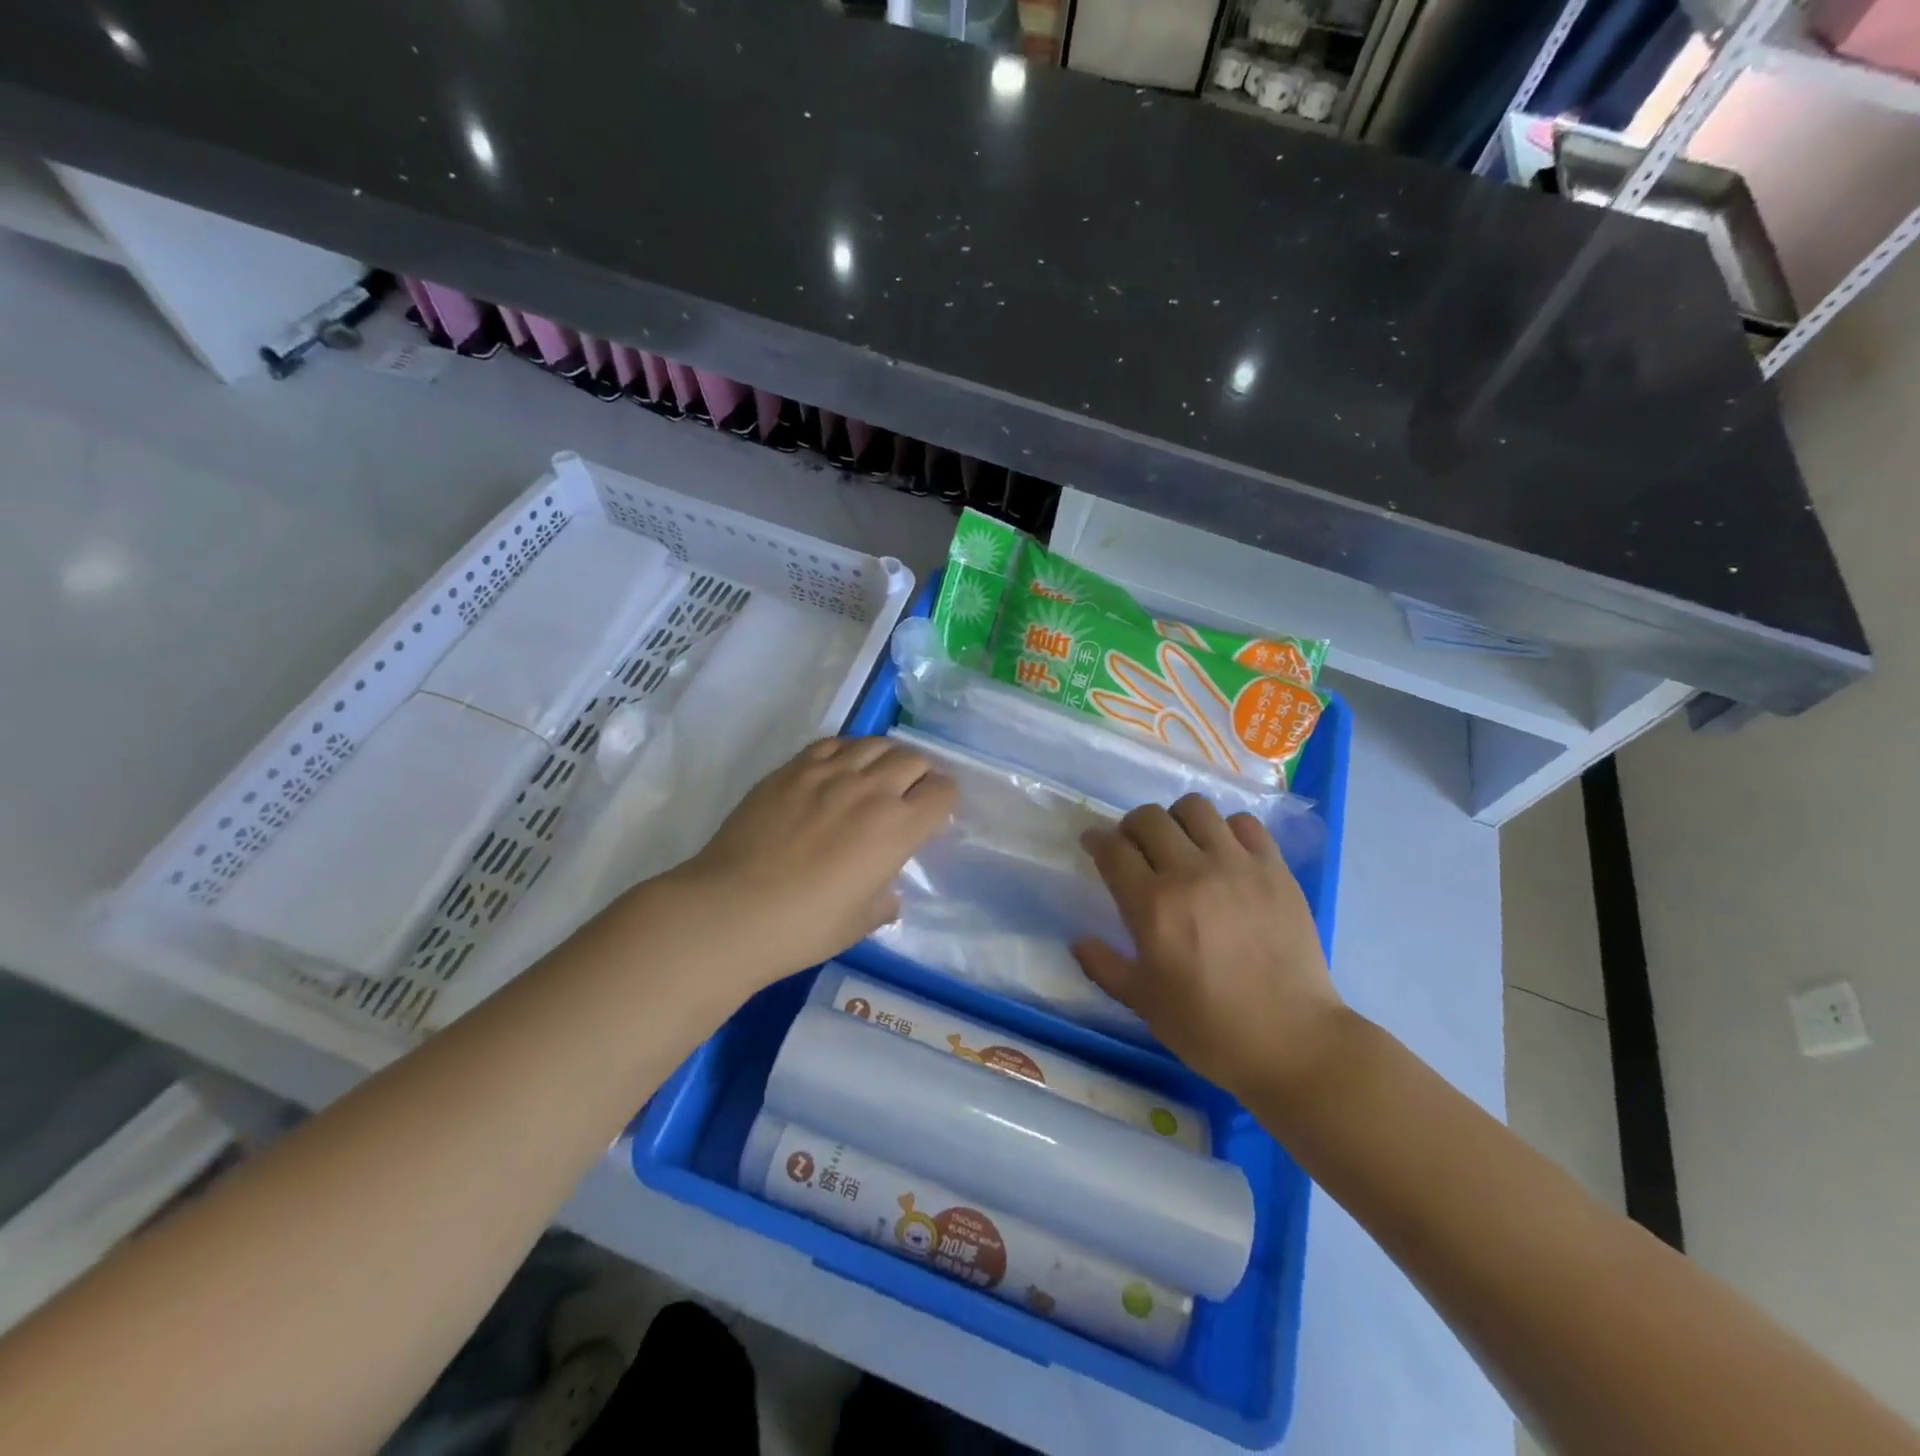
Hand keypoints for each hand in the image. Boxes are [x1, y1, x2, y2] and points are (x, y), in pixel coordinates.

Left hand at [660, 738, 956, 987]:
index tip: (933, 814)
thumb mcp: (859, 924)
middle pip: (914, 759)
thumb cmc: (803, 927)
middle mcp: (871, 789)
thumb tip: (887, 893)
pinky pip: (833, 743)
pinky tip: (837, 771)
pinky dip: (847, 751)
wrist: (731, 910)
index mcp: (897, 828)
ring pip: (875, 743)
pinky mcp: (792, 768)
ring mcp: (829, 772)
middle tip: (906, 796)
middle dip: (920, 775)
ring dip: (886, 757)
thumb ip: (883, 902)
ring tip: (874, 777)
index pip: (943, 791)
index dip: (945, 800)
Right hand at [1073, 794, 1345, 1099]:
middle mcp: (1191, 872)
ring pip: (1195, 808)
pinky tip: (1225, 854)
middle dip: (1131, 827)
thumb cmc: (1209, 1028)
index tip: (1094, 846)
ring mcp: (1237, 866)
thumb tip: (1079, 940)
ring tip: (1181, 844)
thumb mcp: (1143, 1003)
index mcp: (1152, 905)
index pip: (1113, 849)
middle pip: (1149, 818)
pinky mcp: (1275, 869)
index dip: (1096, 840)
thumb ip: (1104, 966)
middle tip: (1135, 848)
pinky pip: (1245, 824)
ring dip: (1177, 820)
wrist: (1292, 1041)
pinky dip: (1226, 830)